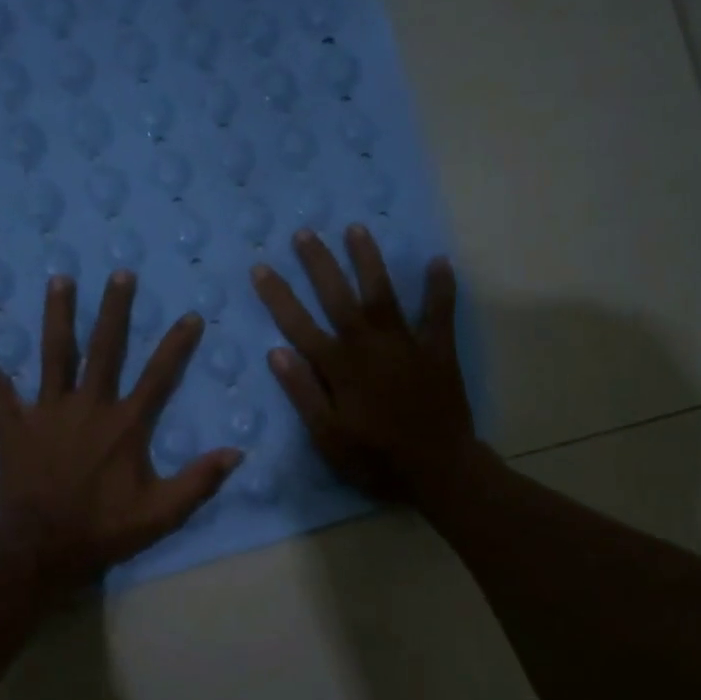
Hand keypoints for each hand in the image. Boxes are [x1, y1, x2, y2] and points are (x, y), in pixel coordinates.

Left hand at [0, 271, 242, 591]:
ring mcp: (48, 411)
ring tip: (59, 279)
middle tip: (120, 273)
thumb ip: (199, 480)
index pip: (159, 375)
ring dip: (58, 316)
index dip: (176, 345)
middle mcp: (89, 406)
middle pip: (106, 349)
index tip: (190, 315)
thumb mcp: (162, 512)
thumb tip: (236, 451)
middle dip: (115, 310)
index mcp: (126, 424)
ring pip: (56, 354)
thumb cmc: (105, 530)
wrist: (43, 548)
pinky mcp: (15, 425)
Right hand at [251, 225, 472, 500]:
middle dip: (319, 264)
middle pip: (338, 297)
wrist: (438, 470)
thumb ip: (303, 392)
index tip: (260, 268)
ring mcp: (406, 344)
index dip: (278, 296)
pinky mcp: (438, 350)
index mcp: (339, 366)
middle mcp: (369, 345)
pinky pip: (440, 313)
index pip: (299, 324)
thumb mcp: (327, 436)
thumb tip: (276, 352)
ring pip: (383, 293)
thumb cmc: (375, 458)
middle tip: (304, 232)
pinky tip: (438, 261)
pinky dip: (440, 288)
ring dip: (368, 261)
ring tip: (356, 229)